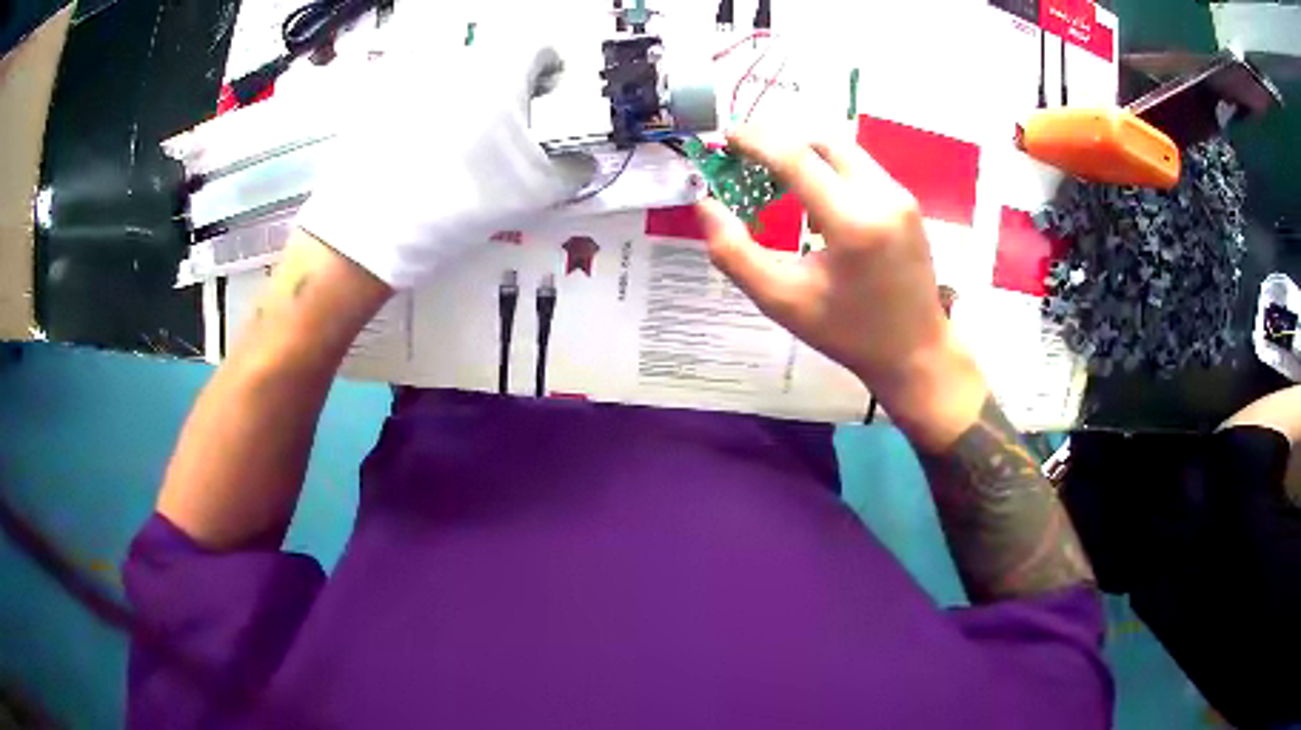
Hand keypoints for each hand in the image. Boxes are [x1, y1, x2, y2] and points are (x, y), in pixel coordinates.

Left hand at [297, 27, 594, 288]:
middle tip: (511, 122)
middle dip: (511, 84)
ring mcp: (416, 76)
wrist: (374, 227)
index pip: (541, 47)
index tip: (550, 93)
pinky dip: (432, 108)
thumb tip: (585, 164)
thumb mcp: (534, 192)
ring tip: (466, 139)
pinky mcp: (382, 98)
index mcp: (501, 70)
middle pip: (497, 59)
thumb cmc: (465, 199)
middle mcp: (459, 61)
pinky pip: (419, 91)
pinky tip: (426, 147)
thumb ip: (573, 171)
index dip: (552, 70)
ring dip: (471, 95)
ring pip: (457, 74)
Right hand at [696, 127, 985, 448]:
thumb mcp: (782, 301)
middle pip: (823, 142)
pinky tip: (817, 203)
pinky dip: (832, 171)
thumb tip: (705, 205)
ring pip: (845, 151)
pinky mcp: (909, 203)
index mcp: (852, 222)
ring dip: (808, 156)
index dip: (756, 140)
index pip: (796, 158)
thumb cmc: (848, 332)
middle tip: (749, 157)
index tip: (727, 138)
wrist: (915, 352)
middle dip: (782, 141)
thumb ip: (734, 253)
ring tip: (779, 182)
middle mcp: (882, 197)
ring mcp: (901, 197)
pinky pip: (862, 169)